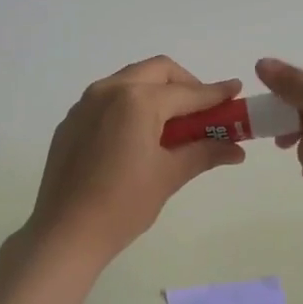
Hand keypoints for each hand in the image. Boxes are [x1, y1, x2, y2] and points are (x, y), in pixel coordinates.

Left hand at [24, 56, 246, 266]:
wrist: (65, 232)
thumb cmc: (124, 204)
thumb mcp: (169, 175)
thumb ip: (204, 152)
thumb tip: (236, 149)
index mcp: (137, 100)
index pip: (187, 92)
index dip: (215, 93)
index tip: (235, 90)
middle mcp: (109, 90)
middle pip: (158, 71)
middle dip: (185, 84)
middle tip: (202, 110)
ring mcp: (86, 103)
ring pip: (130, 80)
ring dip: (156, 91)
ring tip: (172, 124)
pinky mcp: (72, 120)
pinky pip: (108, 98)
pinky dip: (131, 104)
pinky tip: (137, 136)